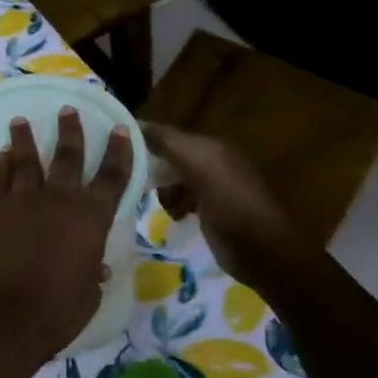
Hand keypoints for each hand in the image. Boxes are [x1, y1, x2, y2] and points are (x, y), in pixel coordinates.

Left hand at [0, 108, 132, 353]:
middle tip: (68, 109)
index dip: (119, 152)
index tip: (121, 130)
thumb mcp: (87, 293)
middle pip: (68, 156)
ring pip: (26, 160)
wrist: (5, 315)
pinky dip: (2, 164)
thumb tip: (95, 265)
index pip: (112, 177)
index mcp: (91, 218)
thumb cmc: (57, 311)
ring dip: (25, 138)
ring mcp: (22, 200)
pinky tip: (2, 154)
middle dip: (70, 131)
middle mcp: (59, 200)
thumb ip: (91, 271)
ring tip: (21, 120)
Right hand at [140, 123, 316, 293]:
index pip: (168, 134)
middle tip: (131, 180)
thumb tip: (134, 124)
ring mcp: (214, 187)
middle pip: (170, 156)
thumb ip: (169, 143)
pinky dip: (173, 204)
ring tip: (155, 202)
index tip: (114, 149)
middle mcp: (214, 162)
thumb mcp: (200, 167)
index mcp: (213, 146)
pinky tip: (174, 215)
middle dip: (151, 166)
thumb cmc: (230, 205)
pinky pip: (182, 198)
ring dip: (162, 189)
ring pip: (173, 179)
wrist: (262, 253)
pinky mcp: (211, 211)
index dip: (143, 138)